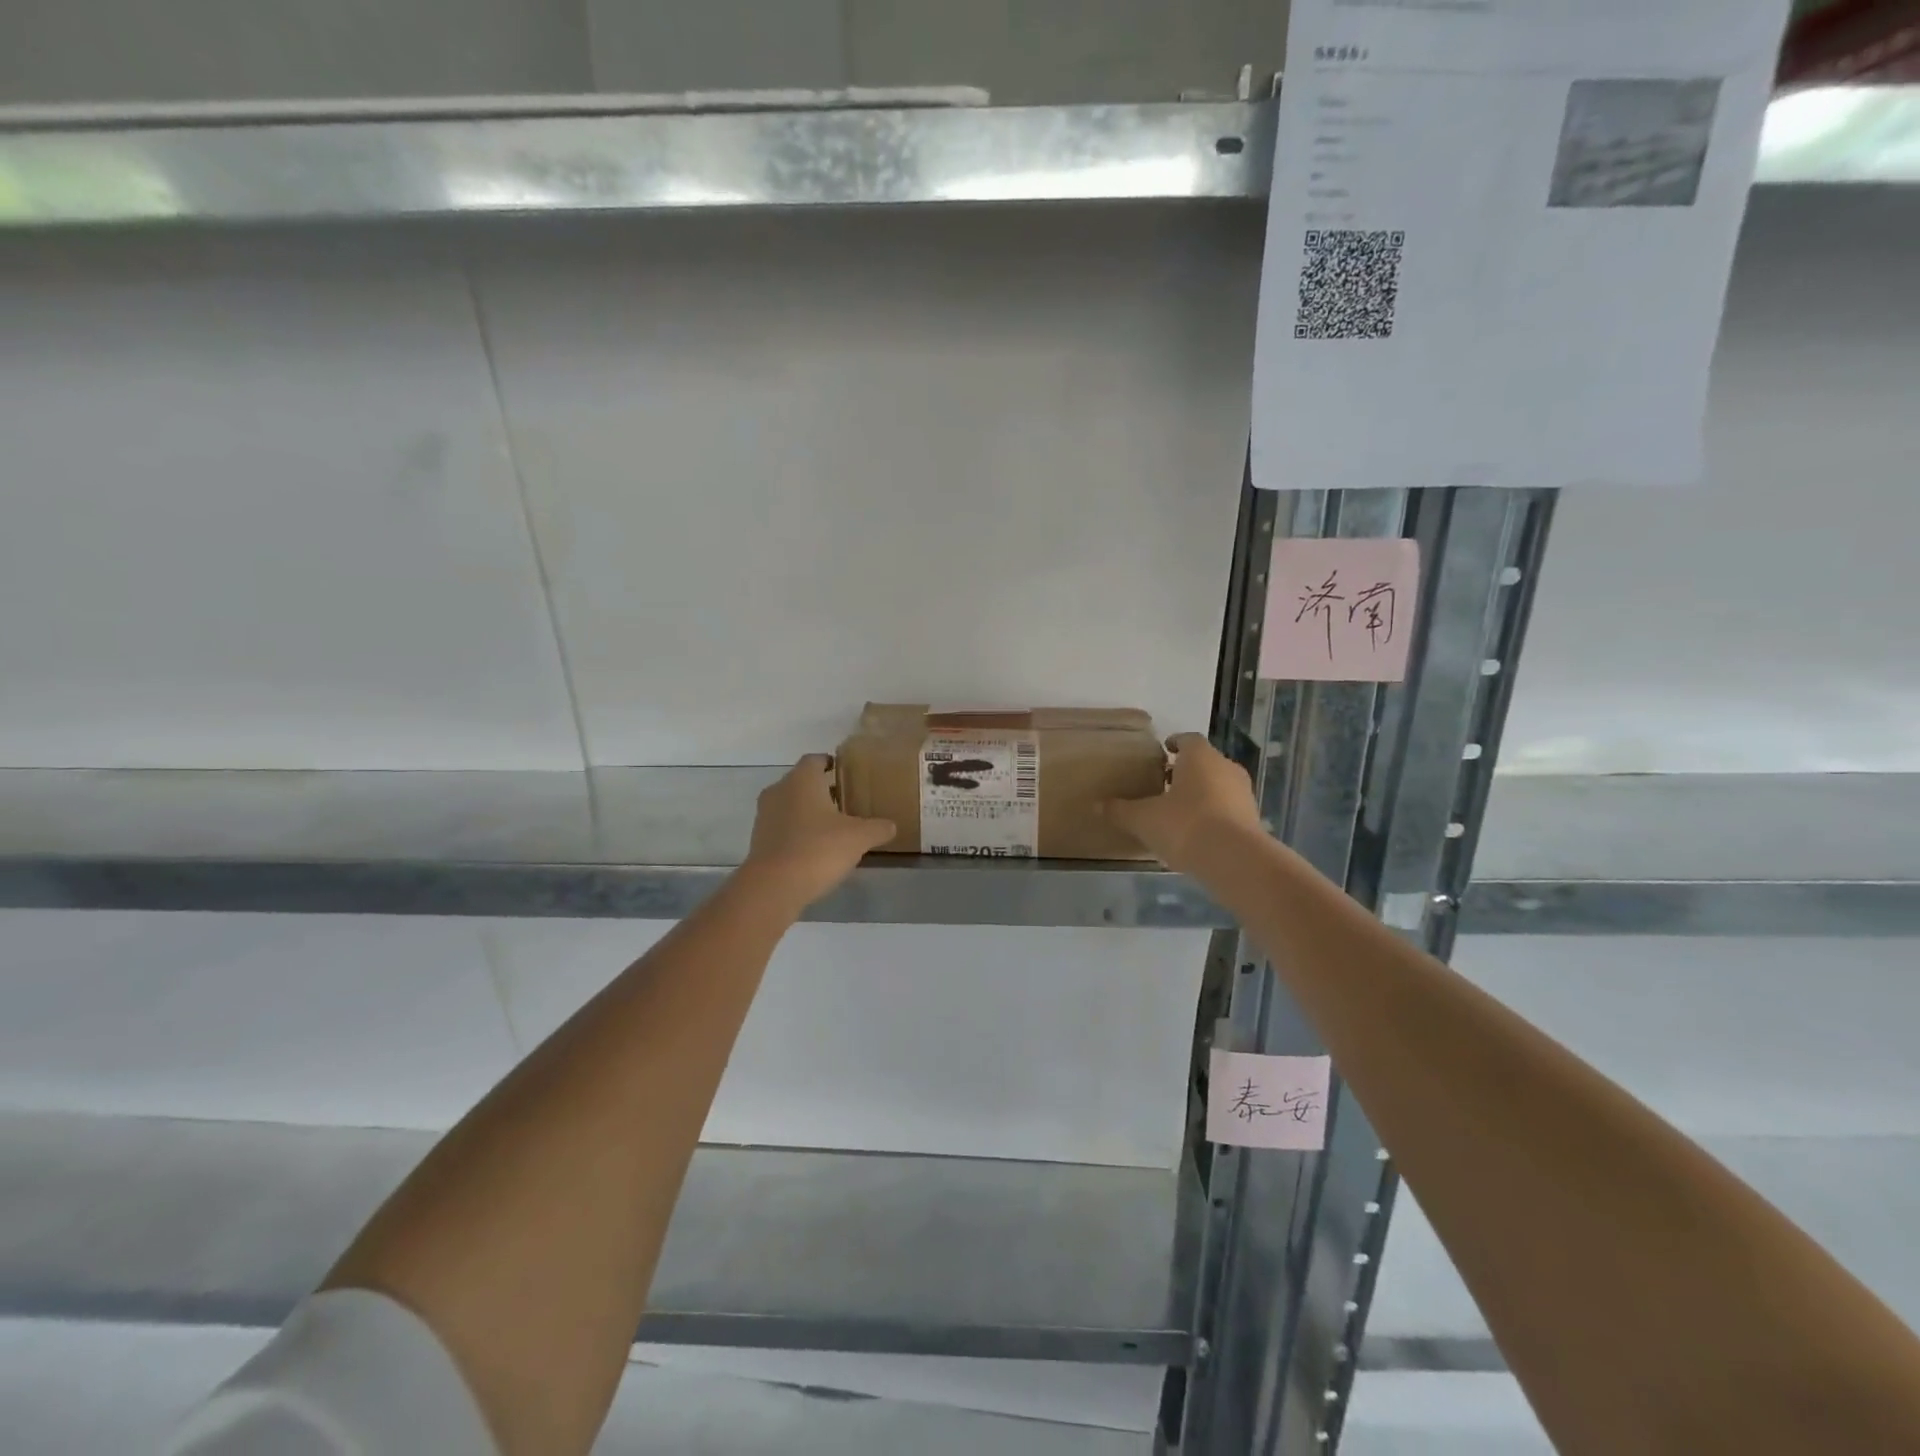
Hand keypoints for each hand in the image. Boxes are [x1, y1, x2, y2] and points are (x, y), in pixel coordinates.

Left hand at [741, 755, 896, 911]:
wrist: (773, 887)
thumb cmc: (818, 849)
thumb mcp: (859, 838)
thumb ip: (877, 828)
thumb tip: (891, 825)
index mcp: (802, 780)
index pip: (815, 759)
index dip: (831, 763)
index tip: (847, 773)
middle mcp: (779, 790)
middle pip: (802, 782)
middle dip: (822, 790)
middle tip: (846, 801)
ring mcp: (765, 816)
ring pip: (790, 804)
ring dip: (808, 811)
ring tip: (833, 826)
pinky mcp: (758, 840)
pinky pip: (782, 827)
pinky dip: (797, 832)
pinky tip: (815, 848)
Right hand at [1104, 733, 1263, 874]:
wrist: (1235, 860)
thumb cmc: (1185, 825)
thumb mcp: (1143, 819)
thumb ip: (1120, 811)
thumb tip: (1097, 805)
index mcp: (1199, 757)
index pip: (1187, 739)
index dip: (1174, 743)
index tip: (1162, 751)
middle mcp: (1225, 767)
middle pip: (1204, 762)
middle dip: (1185, 771)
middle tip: (1163, 784)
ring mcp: (1243, 793)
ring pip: (1218, 785)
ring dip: (1200, 794)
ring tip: (1177, 811)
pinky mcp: (1253, 819)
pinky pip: (1227, 809)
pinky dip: (1213, 815)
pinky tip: (1196, 833)